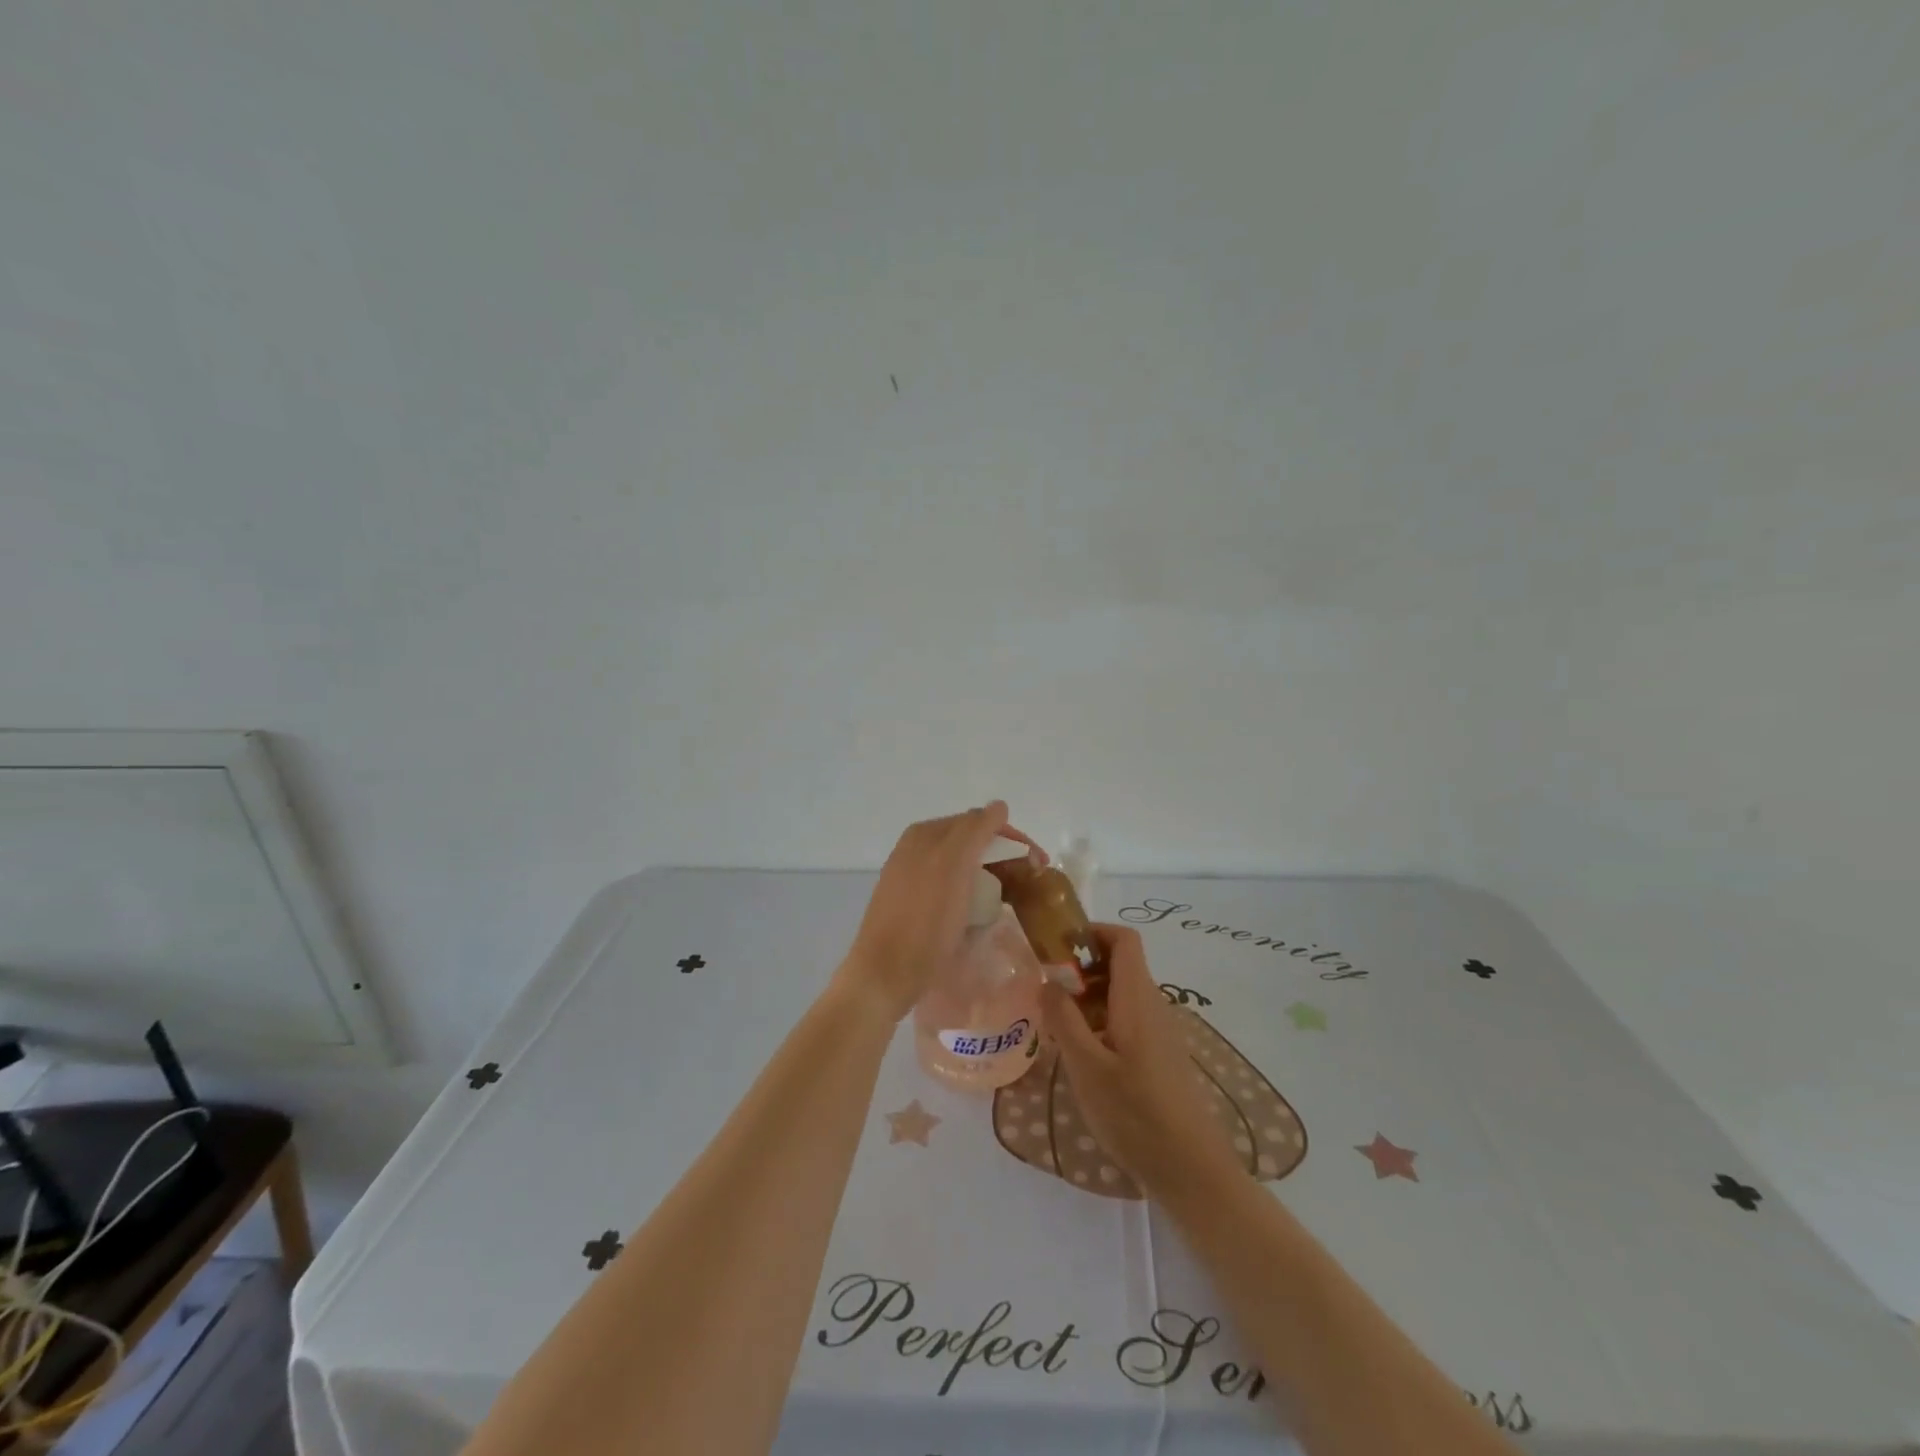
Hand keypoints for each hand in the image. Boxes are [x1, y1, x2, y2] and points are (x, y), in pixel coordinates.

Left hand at [834, 803, 1038, 1023]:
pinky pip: (951, 886)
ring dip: (991, 874)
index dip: (1013, 839)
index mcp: (925, 834)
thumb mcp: (952, 867)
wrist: (885, 975)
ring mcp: (911, 876)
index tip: (1040, 865)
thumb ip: (975, 830)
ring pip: (962, 865)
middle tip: (1032, 882)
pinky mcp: (911, 904)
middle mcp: (915, 849)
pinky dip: (973, 891)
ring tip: (1014, 896)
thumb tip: (999, 806)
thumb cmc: (923, 922)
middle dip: (1004, 856)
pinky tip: (982, 910)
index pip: (979, 822)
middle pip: (971, 842)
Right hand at [1041, 924, 1242, 1202]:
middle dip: (1080, 970)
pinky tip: (1081, 1057)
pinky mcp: (1160, 1056)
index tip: (1057, 948)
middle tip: (1046, 994)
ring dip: (1087, 1000)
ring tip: (1056, 1029)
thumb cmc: (1136, 1114)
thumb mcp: (1086, 1067)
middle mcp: (1153, 1005)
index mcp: (1137, 998)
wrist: (1192, 1171)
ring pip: (1120, 995)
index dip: (1092, 932)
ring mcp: (1159, 1032)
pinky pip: (1127, 1020)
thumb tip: (1047, 981)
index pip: (1124, 939)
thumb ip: (1063, 1019)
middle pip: (1119, 965)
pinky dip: (1100, 1023)